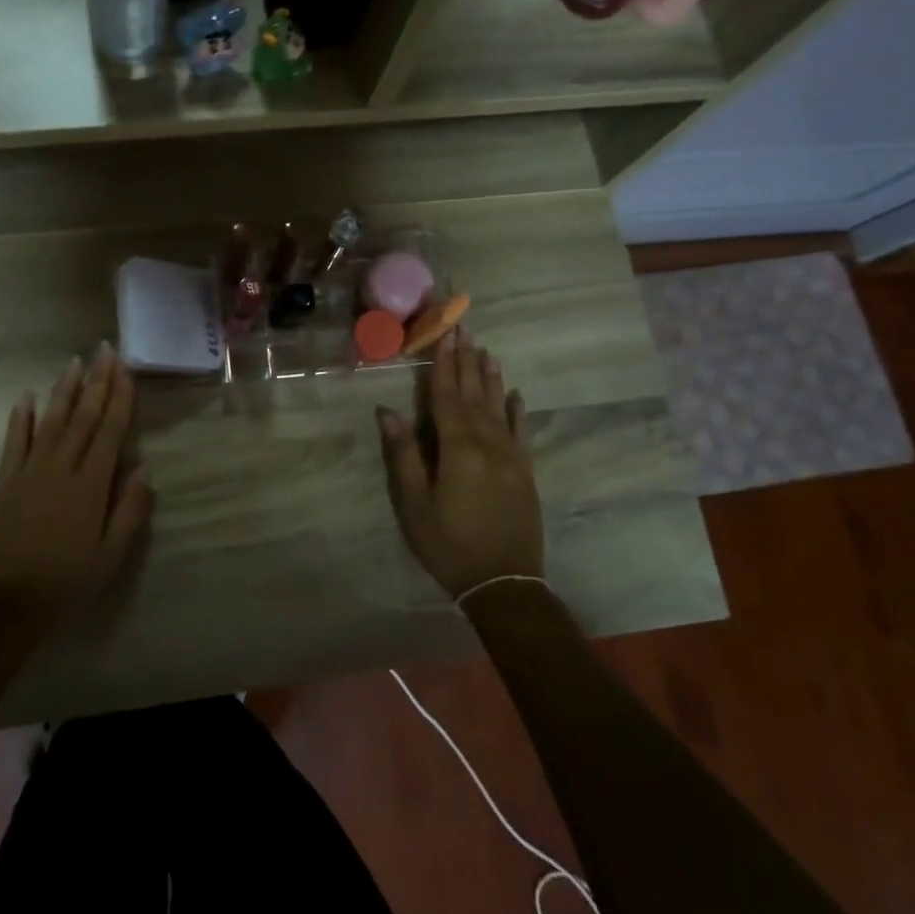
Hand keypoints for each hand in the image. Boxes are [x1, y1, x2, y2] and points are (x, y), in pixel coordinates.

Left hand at [0, 345, 152, 630]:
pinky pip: (14, 441)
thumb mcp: (110, 557)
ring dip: (64, 390)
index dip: (119, 397)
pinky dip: (21, 418)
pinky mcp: (4, 481)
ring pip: (51, 420)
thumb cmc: (65, 584)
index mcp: (90, 486)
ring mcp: (29, 471)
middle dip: (97, 382)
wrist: (3, 605)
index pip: (109, 431)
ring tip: (75, 362)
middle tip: (106, 350)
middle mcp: (61, 468)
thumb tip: (145, 468)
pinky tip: (27, 397)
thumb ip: (130, 511)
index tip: (125, 369)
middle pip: (83, 417)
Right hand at [377, 331, 545, 600]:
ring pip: (500, 408)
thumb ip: (404, 455)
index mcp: (458, 450)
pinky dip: (518, 411)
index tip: (445, 335)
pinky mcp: (527, 473)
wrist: (505, 585)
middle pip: (475, 396)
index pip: (447, 398)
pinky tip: (516, 394)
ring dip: (491, 378)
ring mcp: (512, 458)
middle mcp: (489, 445)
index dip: (443, 366)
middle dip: (467, 362)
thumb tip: (387, 412)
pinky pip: (522, 432)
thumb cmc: (449, 545)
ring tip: (486, 351)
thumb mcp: (414, 505)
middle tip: (465, 329)